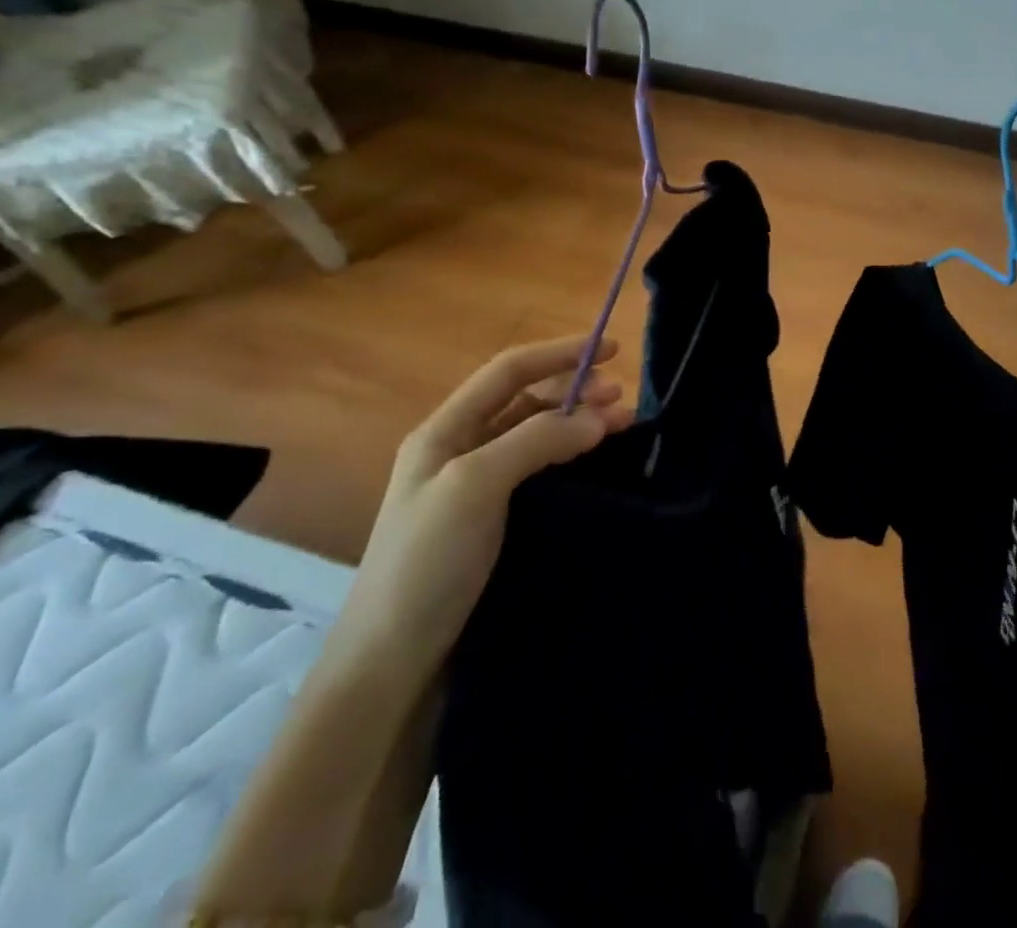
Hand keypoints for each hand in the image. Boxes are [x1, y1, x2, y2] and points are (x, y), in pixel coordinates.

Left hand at [329, 336, 633, 686]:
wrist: (392, 667)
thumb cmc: (426, 563)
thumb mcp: (475, 486)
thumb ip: (536, 440)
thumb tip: (599, 415)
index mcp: (444, 431)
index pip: (509, 371)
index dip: (559, 353)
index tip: (611, 349)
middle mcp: (461, 451)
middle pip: (526, 401)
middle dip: (576, 390)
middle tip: (624, 398)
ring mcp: (478, 490)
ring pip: (538, 437)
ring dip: (579, 424)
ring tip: (623, 426)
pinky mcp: (497, 525)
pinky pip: (542, 473)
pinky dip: (574, 459)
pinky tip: (600, 466)